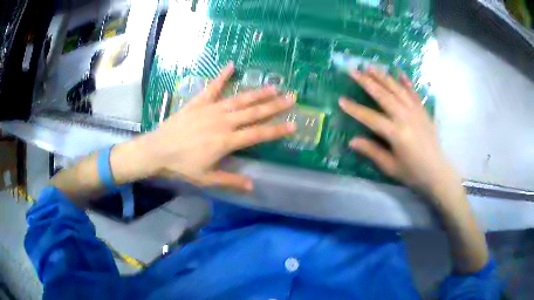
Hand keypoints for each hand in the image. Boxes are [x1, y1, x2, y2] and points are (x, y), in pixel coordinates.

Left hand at [141, 62, 295, 190]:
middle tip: (292, 97)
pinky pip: (212, 87)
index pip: (258, 134)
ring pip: (239, 99)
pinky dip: (221, 76)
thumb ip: (230, 180)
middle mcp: (223, 122)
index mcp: (226, 141)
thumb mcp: (206, 178)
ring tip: (274, 86)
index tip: (293, 124)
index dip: (277, 130)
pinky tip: (231, 65)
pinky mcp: (198, 103)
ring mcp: (210, 109)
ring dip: (257, 92)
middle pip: (253, 113)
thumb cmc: (181, 166)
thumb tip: (252, 186)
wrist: (157, 151)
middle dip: (274, 106)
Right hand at [339, 67, 461, 199]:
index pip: (371, 118)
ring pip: (398, 90)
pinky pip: (414, 93)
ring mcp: (416, 112)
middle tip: (354, 71)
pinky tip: (399, 72)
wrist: (437, 172)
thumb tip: (352, 141)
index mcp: (397, 134)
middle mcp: (406, 118)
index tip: (341, 100)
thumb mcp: (391, 167)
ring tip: (370, 67)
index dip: (355, 109)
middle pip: (384, 96)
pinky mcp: (423, 111)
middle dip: (367, 82)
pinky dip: (407, 82)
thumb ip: (372, 151)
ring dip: (383, 77)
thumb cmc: (413, 173)